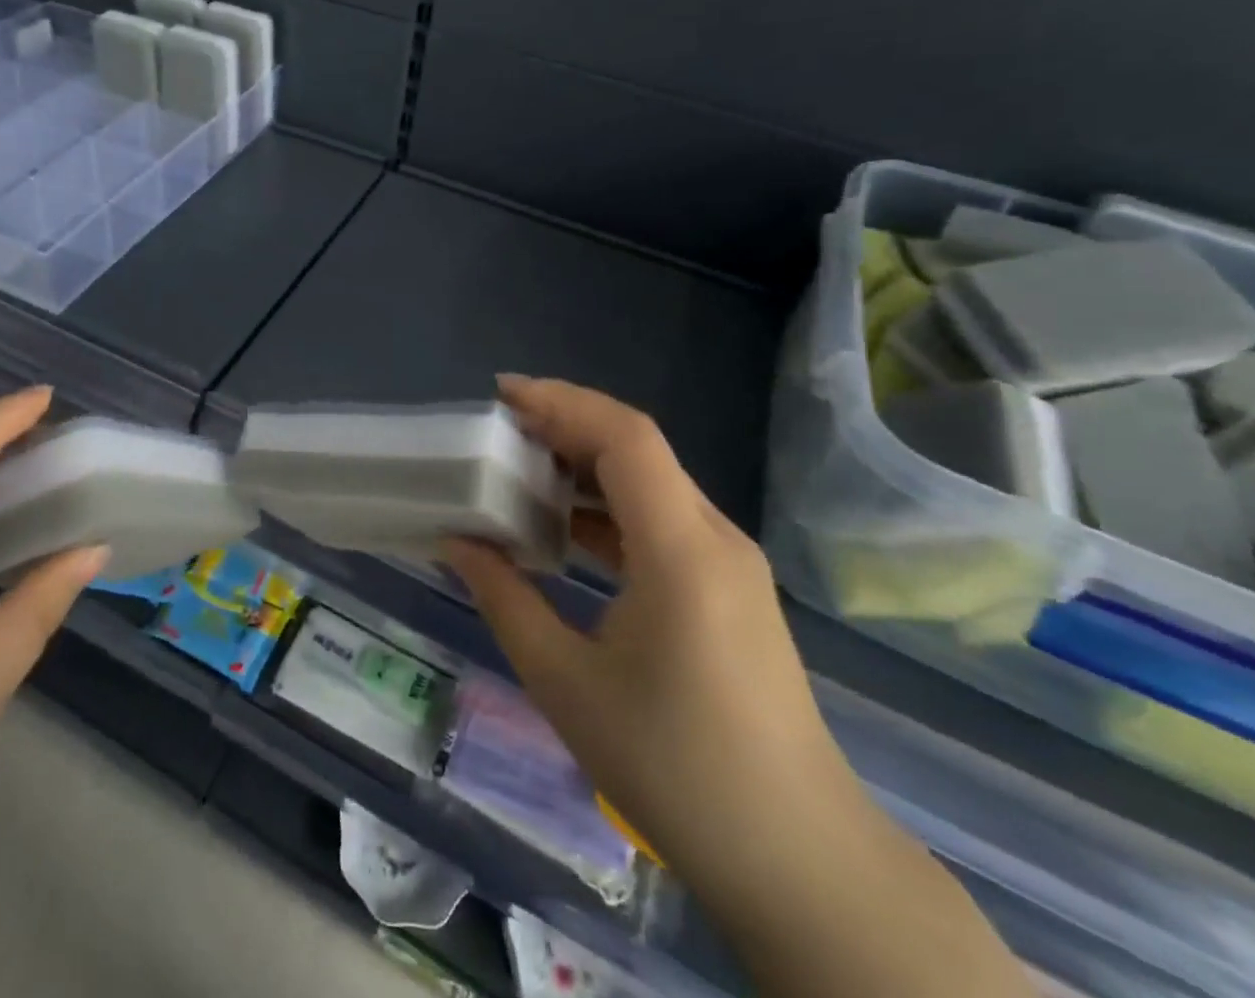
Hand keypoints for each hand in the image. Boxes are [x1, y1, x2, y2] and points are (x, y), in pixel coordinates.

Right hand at [446, 378, 1031, 997]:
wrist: (798, 859)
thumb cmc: (674, 768)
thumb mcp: (564, 682)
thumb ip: (503, 598)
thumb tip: (455, 541)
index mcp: (681, 551)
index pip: (625, 437)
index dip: (561, 402)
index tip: (501, 396)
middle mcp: (714, 538)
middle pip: (637, 449)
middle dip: (563, 426)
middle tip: (496, 431)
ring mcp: (729, 563)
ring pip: (649, 483)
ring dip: (584, 467)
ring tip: (518, 470)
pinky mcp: (729, 588)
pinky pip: (661, 520)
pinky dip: (607, 508)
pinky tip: (563, 529)